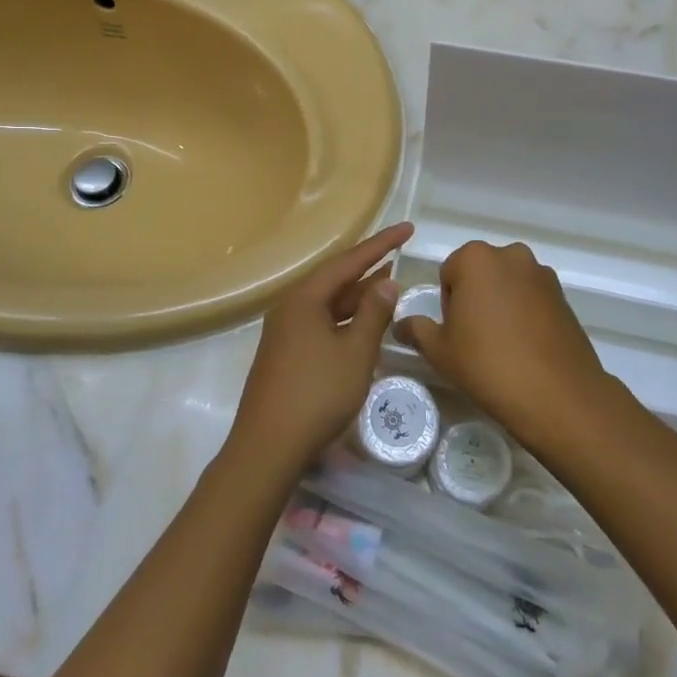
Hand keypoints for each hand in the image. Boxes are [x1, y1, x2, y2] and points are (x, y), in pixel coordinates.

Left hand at [227, 223, 412, 479]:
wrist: (268, 447)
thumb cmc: (317, 394)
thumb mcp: (355, 352)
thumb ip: (373, 314)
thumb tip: (386, 282)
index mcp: (304, 299)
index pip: (348, 261)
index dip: (381, 244)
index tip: (407, 229)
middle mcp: (290, 308)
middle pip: (334, 279)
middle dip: (368, 268)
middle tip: (400, 255)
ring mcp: (284, 333)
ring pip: (328, 304)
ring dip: (358, 296)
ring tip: (388, 285)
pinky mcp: (284, 355)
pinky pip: (321, 323)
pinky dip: (345, 320)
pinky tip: (363, 327)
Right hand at [398, 240, 610, 449]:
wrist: (556, 395)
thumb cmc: (487, 364)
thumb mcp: (439, 350)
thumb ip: (416, 330)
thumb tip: (401, 324)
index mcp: (476, 258)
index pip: (448, 273)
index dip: (447, 304)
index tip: (455, 332)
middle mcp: (511, 255)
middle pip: (480, 273)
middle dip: (475, 298)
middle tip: (475, 339)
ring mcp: (542, 274)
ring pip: (508, 285)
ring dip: (501, 304)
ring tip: (502, 346)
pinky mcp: (564, 296)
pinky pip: (532, 299)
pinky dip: (525, 315)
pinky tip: (525, 347)